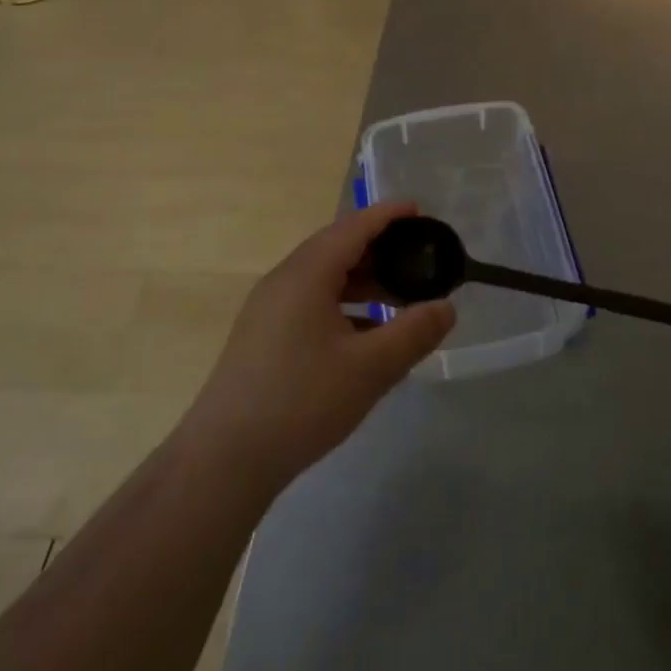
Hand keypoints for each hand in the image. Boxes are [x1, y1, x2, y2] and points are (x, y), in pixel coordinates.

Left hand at [183, 202, 455, 497]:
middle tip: (418, 258)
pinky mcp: (263, 335)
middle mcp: (284, 279)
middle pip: (337, 246)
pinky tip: (364, 333)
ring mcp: (269, 308)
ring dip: (362, 279)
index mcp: (307, 273)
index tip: (420, 210)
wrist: (224, 460)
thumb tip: (446, 307)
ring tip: (398, 295)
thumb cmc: (301, 402)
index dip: (388, 215)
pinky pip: (311, 300)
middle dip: (379, 248)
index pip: (354, 227)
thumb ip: (414, 332)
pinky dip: (343, 303)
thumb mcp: (370, 368)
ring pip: (323, 276)